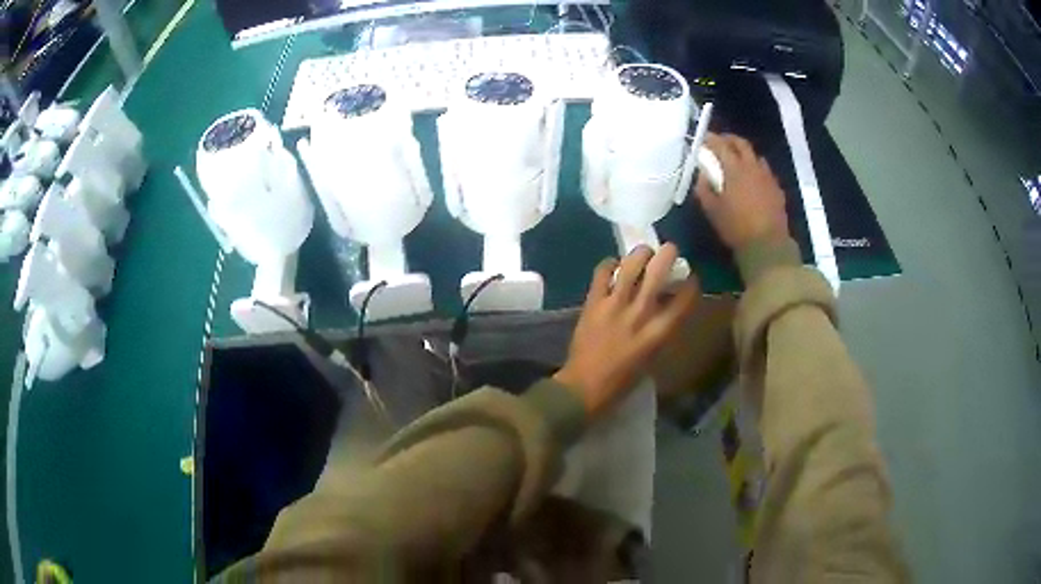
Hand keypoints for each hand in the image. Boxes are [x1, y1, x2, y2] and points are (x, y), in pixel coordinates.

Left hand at [554, 244, 698, 416]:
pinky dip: (609, 264)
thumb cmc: (622, 381)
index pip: (685, 299)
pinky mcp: (593, 302)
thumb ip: (661, 330)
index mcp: (659, 332)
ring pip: (631, 265)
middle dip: (668, 254)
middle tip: (670, 250)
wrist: (584, 387)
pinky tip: (614, 265)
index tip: (691, 277)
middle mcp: (640, 313)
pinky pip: (602, 272)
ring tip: (643, 253)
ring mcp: (615, 305)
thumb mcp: (652, 357)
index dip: (692, 283)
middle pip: (659, 271)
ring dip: (640, 253)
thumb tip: (666, 306)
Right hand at [694, 133, 789, 250]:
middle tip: (720, 142)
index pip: (720, 145)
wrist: (767, 245)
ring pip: (755, 155)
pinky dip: (756, 168)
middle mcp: (752, 167)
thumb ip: (704, 189)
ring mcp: (767, 177)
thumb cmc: (736, 227)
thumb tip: (702, 175)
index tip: (703, 137)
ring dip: (744, 153)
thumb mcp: (712, 211)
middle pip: (741, 143)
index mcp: (734, 169)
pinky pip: (765, 170)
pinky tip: (752, 178)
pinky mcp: (777, 188)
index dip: (710, 139)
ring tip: (737, 159)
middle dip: (729, 139)